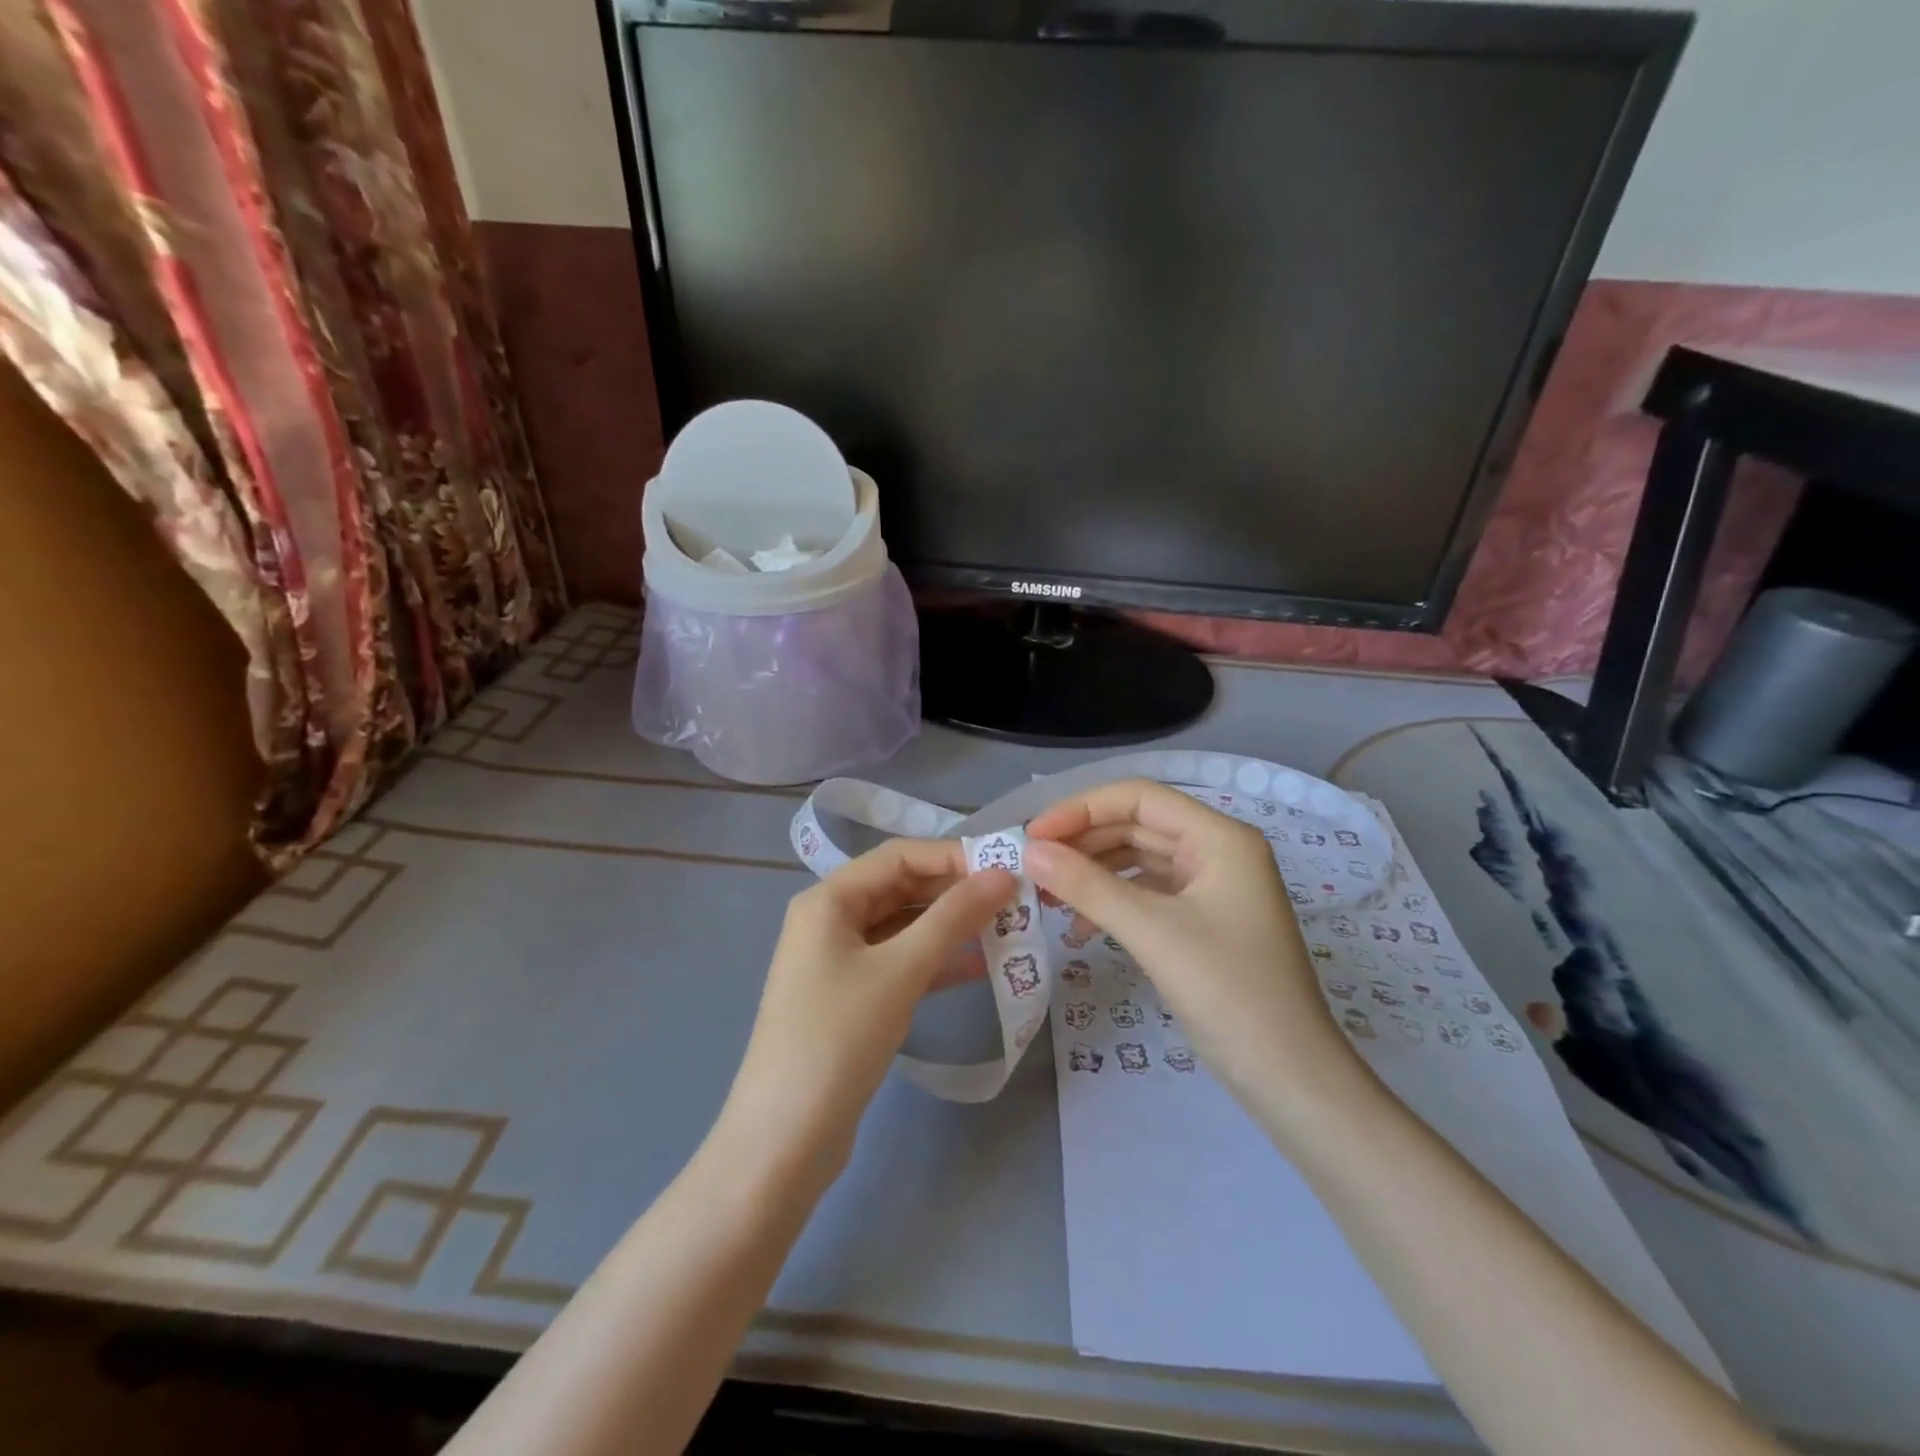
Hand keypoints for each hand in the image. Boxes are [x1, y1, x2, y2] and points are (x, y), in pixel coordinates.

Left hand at [719, 840, 1014, 1184]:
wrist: (785, 1140)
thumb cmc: (839, 1038)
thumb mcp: (901, 970)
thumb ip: (953, 918)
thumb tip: (1003, 874)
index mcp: (829, 899)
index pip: (899, 856)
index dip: (953, 856)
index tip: (1006, 868)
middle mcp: (830, 920)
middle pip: (901, 888)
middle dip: (955, 892)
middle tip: (1013, 901)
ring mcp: (838, 961)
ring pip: (903, 928)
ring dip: (951, 927)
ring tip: (1006, 930)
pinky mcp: (850, 999)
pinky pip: (899, 964)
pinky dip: (936, 963)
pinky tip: (980, 969)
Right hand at [1025, 780, 1358, 1107]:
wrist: (1288, 1076)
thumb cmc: (1228, 990)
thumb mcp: (1151, 931)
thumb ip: (1087, 885)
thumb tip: (1030, 852)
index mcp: (1219, 837)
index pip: (1138, 797)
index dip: (1081, 808)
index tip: (1034, 836)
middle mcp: (1217, 851)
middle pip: (1136, 825)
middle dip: (1083, 842)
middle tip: (1033, 866)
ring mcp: (1211, 888)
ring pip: (1138, 860)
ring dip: (1092, 873)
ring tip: (1048, 895)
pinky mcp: (1202, 922)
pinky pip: (1147, 894)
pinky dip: (1112, 903)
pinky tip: (1080, 928)